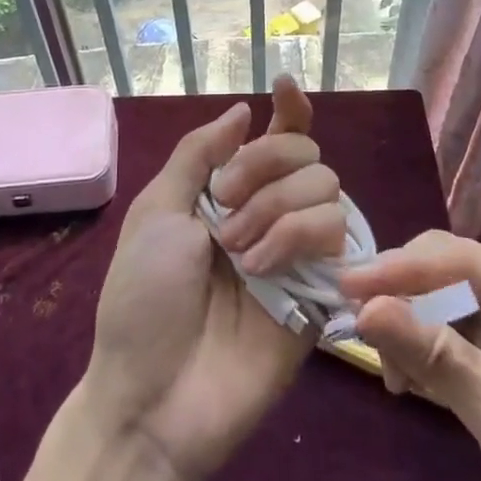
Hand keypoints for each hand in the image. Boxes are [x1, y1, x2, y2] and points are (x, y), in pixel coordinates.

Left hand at [81, 77, 346, 480]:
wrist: (155, 393)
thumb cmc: (142, 299)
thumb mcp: (155, 213)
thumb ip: (199, 154)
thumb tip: (244, 109)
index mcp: (228, 193)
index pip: (275, 137)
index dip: (288, 109)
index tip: (284, 87)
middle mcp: (269, 213)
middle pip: (305, 152)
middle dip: (265, 166)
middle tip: (225, 209)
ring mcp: (298, 251)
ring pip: (327, 187)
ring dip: (277, 208)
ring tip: (240, 254)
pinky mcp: (322, 289)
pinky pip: (338, 234)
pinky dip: (299, 236)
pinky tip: (265, 269)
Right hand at [340, 231, 480, 480]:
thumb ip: (436, 357)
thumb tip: (367, 309)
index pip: (460, 258)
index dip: (401, 267)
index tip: (347, 286)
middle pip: (449, 274)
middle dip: (403, 298)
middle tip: (357, 327)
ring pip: (445, 305)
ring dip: (412, 332)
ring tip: (392, 375)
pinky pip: (453, 338)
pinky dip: (427, 356)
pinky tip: (410, 382)